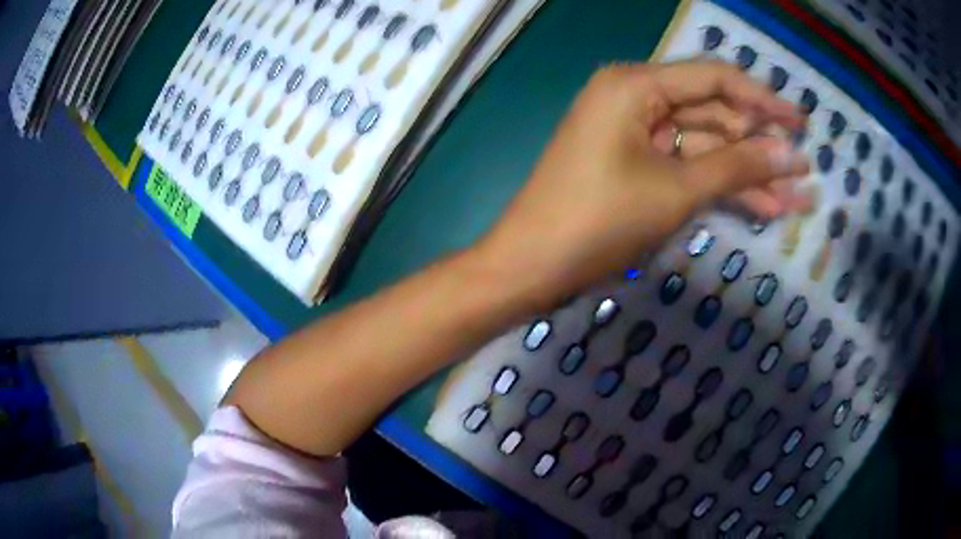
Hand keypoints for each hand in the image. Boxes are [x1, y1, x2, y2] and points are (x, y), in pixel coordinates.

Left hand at [475, 60, 810, 309]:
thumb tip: (791, 154)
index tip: (802, 121)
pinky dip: (722, 186)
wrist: (532, 266)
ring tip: (796, 197)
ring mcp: (635, 134)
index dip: (763, 99)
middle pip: (713, 113)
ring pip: (706, 147)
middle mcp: (635, 98)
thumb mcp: (677, 190)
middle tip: (804, 169)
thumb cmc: (599, 221)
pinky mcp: (636, 166)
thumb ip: (738, 167)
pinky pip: (688, 167)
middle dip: (761, 144)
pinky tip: (764, 206)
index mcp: (635, 85)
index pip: (714, 78)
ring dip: (749, 172)